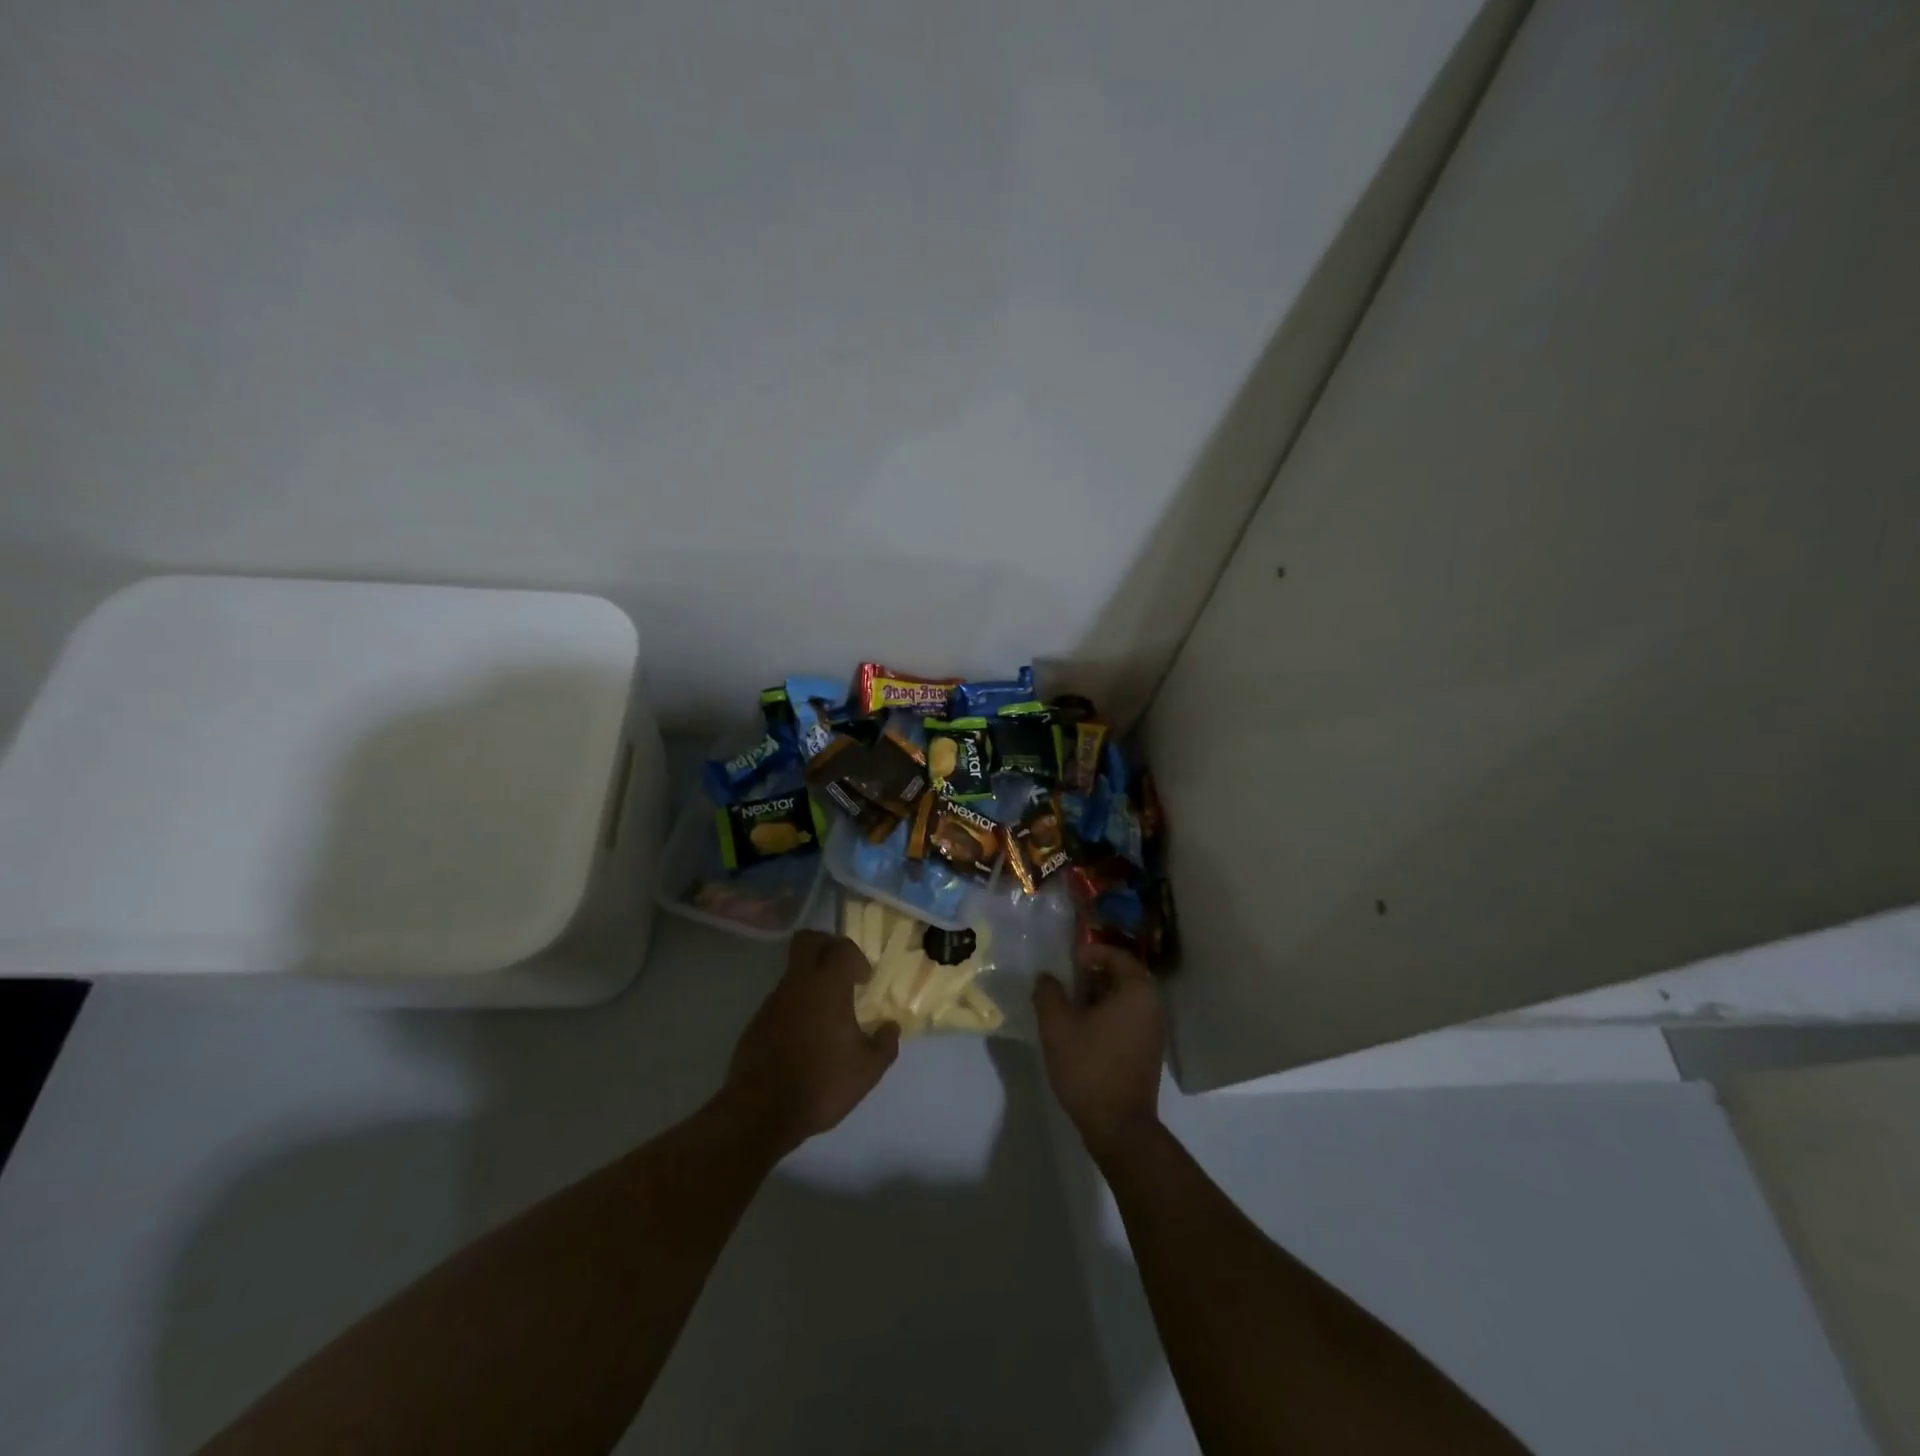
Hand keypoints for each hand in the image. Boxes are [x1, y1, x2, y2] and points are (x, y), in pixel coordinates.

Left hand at [725, 930, 900, 1155]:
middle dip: (826, 946)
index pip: (841, 947)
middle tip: (842, 971)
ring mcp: (772, 1001)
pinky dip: (795, 1006)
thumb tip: (891, 1027)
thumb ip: (885, 1044)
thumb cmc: (822, 1083)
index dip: (856, 956)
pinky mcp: (756, 1022)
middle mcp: (798, 983)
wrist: (761, 1112)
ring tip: (827, 1014)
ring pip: (793, 972)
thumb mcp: (868, 1069)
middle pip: (807, 940)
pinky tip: (805, 1038)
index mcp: (827, 985)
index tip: (864, 980)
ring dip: (810, 981)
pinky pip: (780, 1000)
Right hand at [1034, 943, 1166, 1163]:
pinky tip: (1084, 1028)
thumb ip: (1048, 993)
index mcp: (1136, 991)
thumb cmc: (1089, 1066)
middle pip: (1124, 976)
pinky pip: (1129, 1018)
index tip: (1069, 959)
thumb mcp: (1057, 1026)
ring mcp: (1154, 1031)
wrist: (1118, 1126)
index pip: (1117, 955)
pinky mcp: (1149, 1052)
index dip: (1092, 951)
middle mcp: (1152, 1006)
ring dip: (1100, 995)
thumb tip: (1046, 978)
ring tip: (1071, 1003)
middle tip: (1068, 978)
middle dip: (1095, 973)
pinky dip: (1108, 1014)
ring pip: (1126, 999)